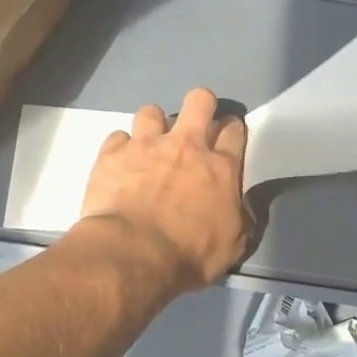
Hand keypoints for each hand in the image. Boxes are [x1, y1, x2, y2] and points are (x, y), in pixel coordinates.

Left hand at [76, 88, 252, 290]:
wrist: (133, 253)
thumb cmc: (189, 254)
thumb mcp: (233, 245)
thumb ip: (242, 217)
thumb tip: (243, 205)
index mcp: (220, 167)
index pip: (233, 130)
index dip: (232, 128)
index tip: (227, 135)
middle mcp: (185, 146)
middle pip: (198, 101)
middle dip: (201, 104)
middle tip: (196, 121)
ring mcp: (145, 145)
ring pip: (152, 112)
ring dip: (154, 125)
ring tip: (149, 144)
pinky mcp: (112, 153)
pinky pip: (118, 137)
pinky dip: (121, 148)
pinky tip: (120, 163)